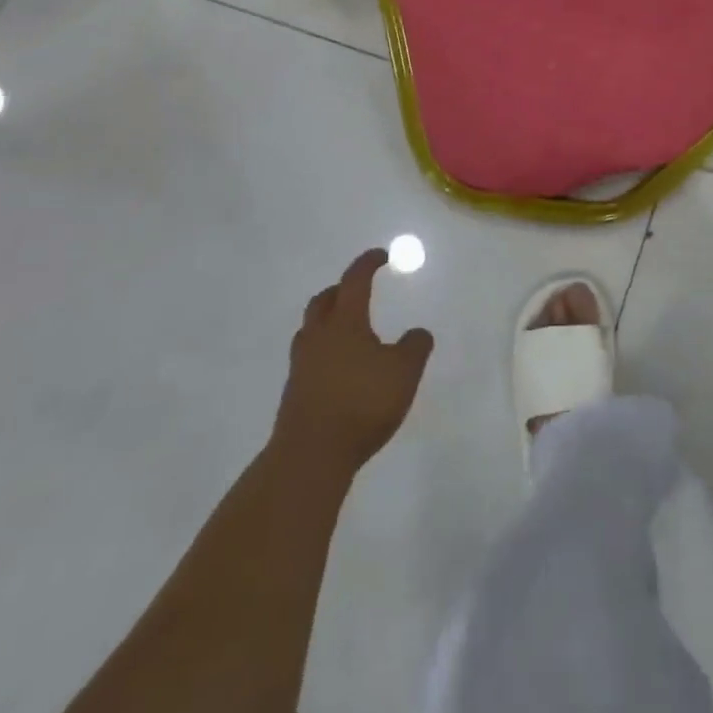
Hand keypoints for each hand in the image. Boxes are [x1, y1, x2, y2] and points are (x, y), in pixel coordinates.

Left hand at [274, 249, 434, 476]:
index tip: (381, 256)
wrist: (310, 456)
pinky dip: (324, 350)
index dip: (368, 264)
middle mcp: (319, 336)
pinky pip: (309, 357)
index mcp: (345, 322)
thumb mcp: (404, 372)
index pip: (355, 281)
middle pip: (324, 301)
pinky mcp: (294, 392)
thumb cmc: (361, 404)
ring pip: (311, 329)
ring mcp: (302, 365)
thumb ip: (415, 347)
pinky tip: (340, 367)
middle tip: (359, 290)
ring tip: (348, 329)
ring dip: (328, 320)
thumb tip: (418, 332)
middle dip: (341, 290)